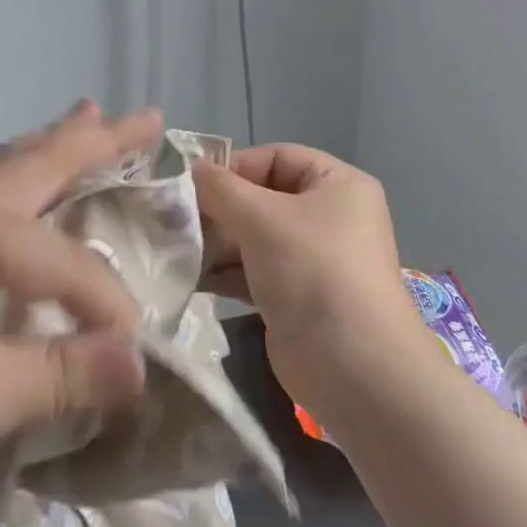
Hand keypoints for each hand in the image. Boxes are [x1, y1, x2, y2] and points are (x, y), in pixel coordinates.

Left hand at [0, 101, 157, 526]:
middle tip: (146, 117)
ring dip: (52, 146)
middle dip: (96, 140)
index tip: (131, 358)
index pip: (63, 260)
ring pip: (4, 170)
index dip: (106, 306)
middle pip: (35, 162)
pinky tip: (22, 187)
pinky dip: (19, 177)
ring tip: (88, 118)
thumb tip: (143, 367)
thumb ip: (63, 374)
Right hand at [193, 145, 427, 409]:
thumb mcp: (262, 218)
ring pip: (254, 237)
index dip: (233, 166)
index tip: (189, 183)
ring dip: (215, 242)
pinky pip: (253, 272)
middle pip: (262, 198)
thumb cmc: (314, 272)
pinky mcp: (295, 297)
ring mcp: (312, 260)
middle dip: (218, 208)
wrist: (354, 368)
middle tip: (172, 218)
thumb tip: (186, 169)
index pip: (276, 157)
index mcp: (337, 184)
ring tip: (173, 247)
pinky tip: (189, 276)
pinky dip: (223, 272)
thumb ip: (220, 189)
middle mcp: (328, 217)